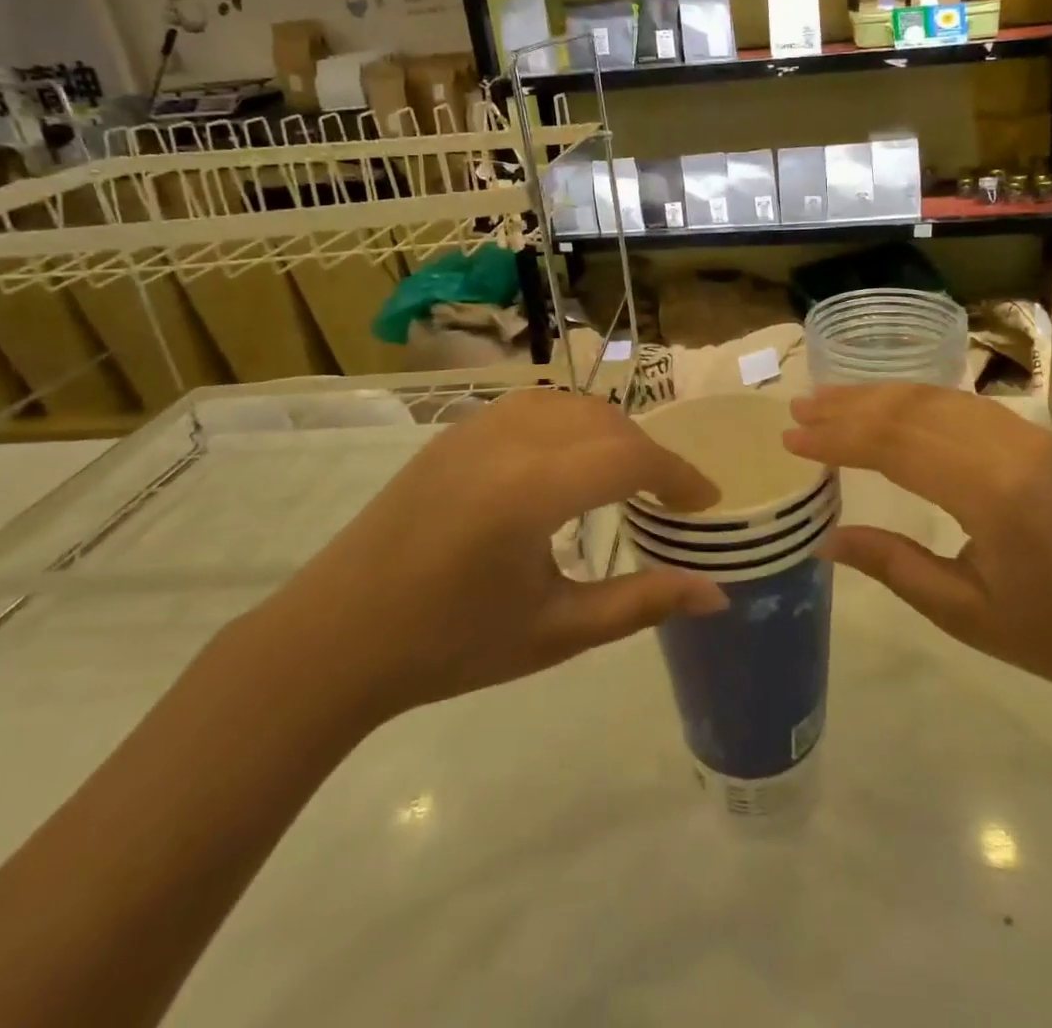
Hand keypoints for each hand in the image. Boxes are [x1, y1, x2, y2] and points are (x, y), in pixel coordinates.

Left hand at [247, 390, 727, 731]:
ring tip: (624, 478)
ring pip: (570, 404)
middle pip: (605, 421)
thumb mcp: (556, 632)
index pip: (629, 458)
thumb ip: (642, 603)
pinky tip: (568, 462)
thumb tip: (716, 592)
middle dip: (648, 453)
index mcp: (530, 491)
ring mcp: (474, 429)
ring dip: (610, 431)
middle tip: (668, 498)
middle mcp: (505, 441)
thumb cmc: (449, 646)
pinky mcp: (453, 433)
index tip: (705, 504)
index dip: (678, 476)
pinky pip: (532, 406)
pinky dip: (570, 422)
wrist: (334, 640)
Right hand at [784, 385, 1051, 704]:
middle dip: (850, 407)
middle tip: (800, 409)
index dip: (839, 438)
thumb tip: (827, 539)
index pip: (896, 447)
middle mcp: (1012, 448)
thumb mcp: (966, 613)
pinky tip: (892, 407)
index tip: (792, 438)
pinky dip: (919, 401)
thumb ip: (894, 565)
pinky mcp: (1041, 437)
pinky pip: (967, 405)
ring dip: (881, 396)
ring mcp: (1031, 435)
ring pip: (940, 397)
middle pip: (914, 409)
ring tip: (831, 400)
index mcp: (994, 494)